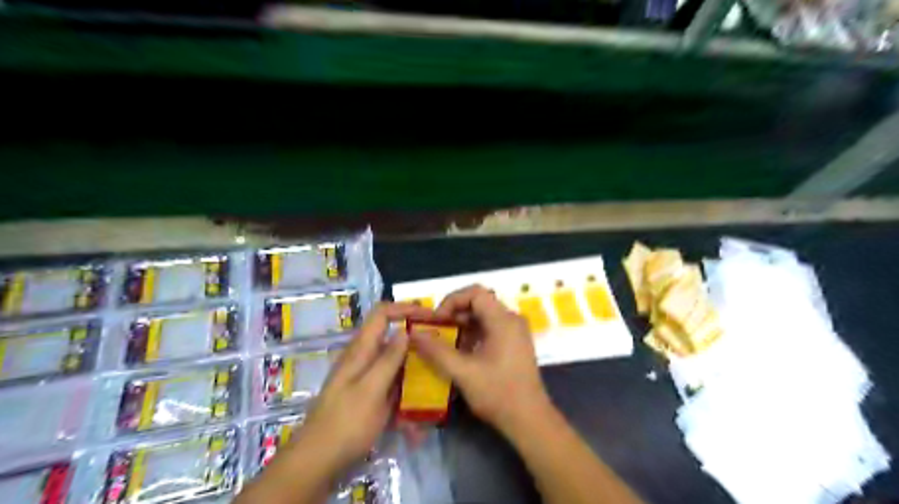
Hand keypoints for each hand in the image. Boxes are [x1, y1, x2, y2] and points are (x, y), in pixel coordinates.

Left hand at [295, 303, 431, 471]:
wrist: (318, 461)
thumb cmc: (346, 423)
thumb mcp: (371, 390)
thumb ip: (389, 359)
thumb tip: (406, 330)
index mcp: (361, 350)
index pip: (382, 313)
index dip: (406, 308)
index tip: (431, 316)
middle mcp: (363, 358)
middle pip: (392, 336)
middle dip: (416, 339)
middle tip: (441, 348)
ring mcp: (366, 377)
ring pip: (395, 362)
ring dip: (414, 368)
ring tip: (437, 379)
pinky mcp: (370, 394)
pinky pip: (393, 384)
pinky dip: (406, 391)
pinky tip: (420, 413)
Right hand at [411, 286, 550, 433]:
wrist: (529, 420)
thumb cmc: (498, 393)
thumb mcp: (463, 372)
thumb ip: (436, 351)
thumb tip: (413, 334)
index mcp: (503, 320)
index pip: (475, 293)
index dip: (452, 300)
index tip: (436, 320)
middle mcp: (512, 319)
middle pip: (479, 302)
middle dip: (454, 314)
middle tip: (436, 331)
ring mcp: (515, 331)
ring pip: (483, 316)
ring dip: (462, 325)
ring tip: (445, 343)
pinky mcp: (514, 343)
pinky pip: (490, 328)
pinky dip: (473, 334)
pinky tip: (461, 352)